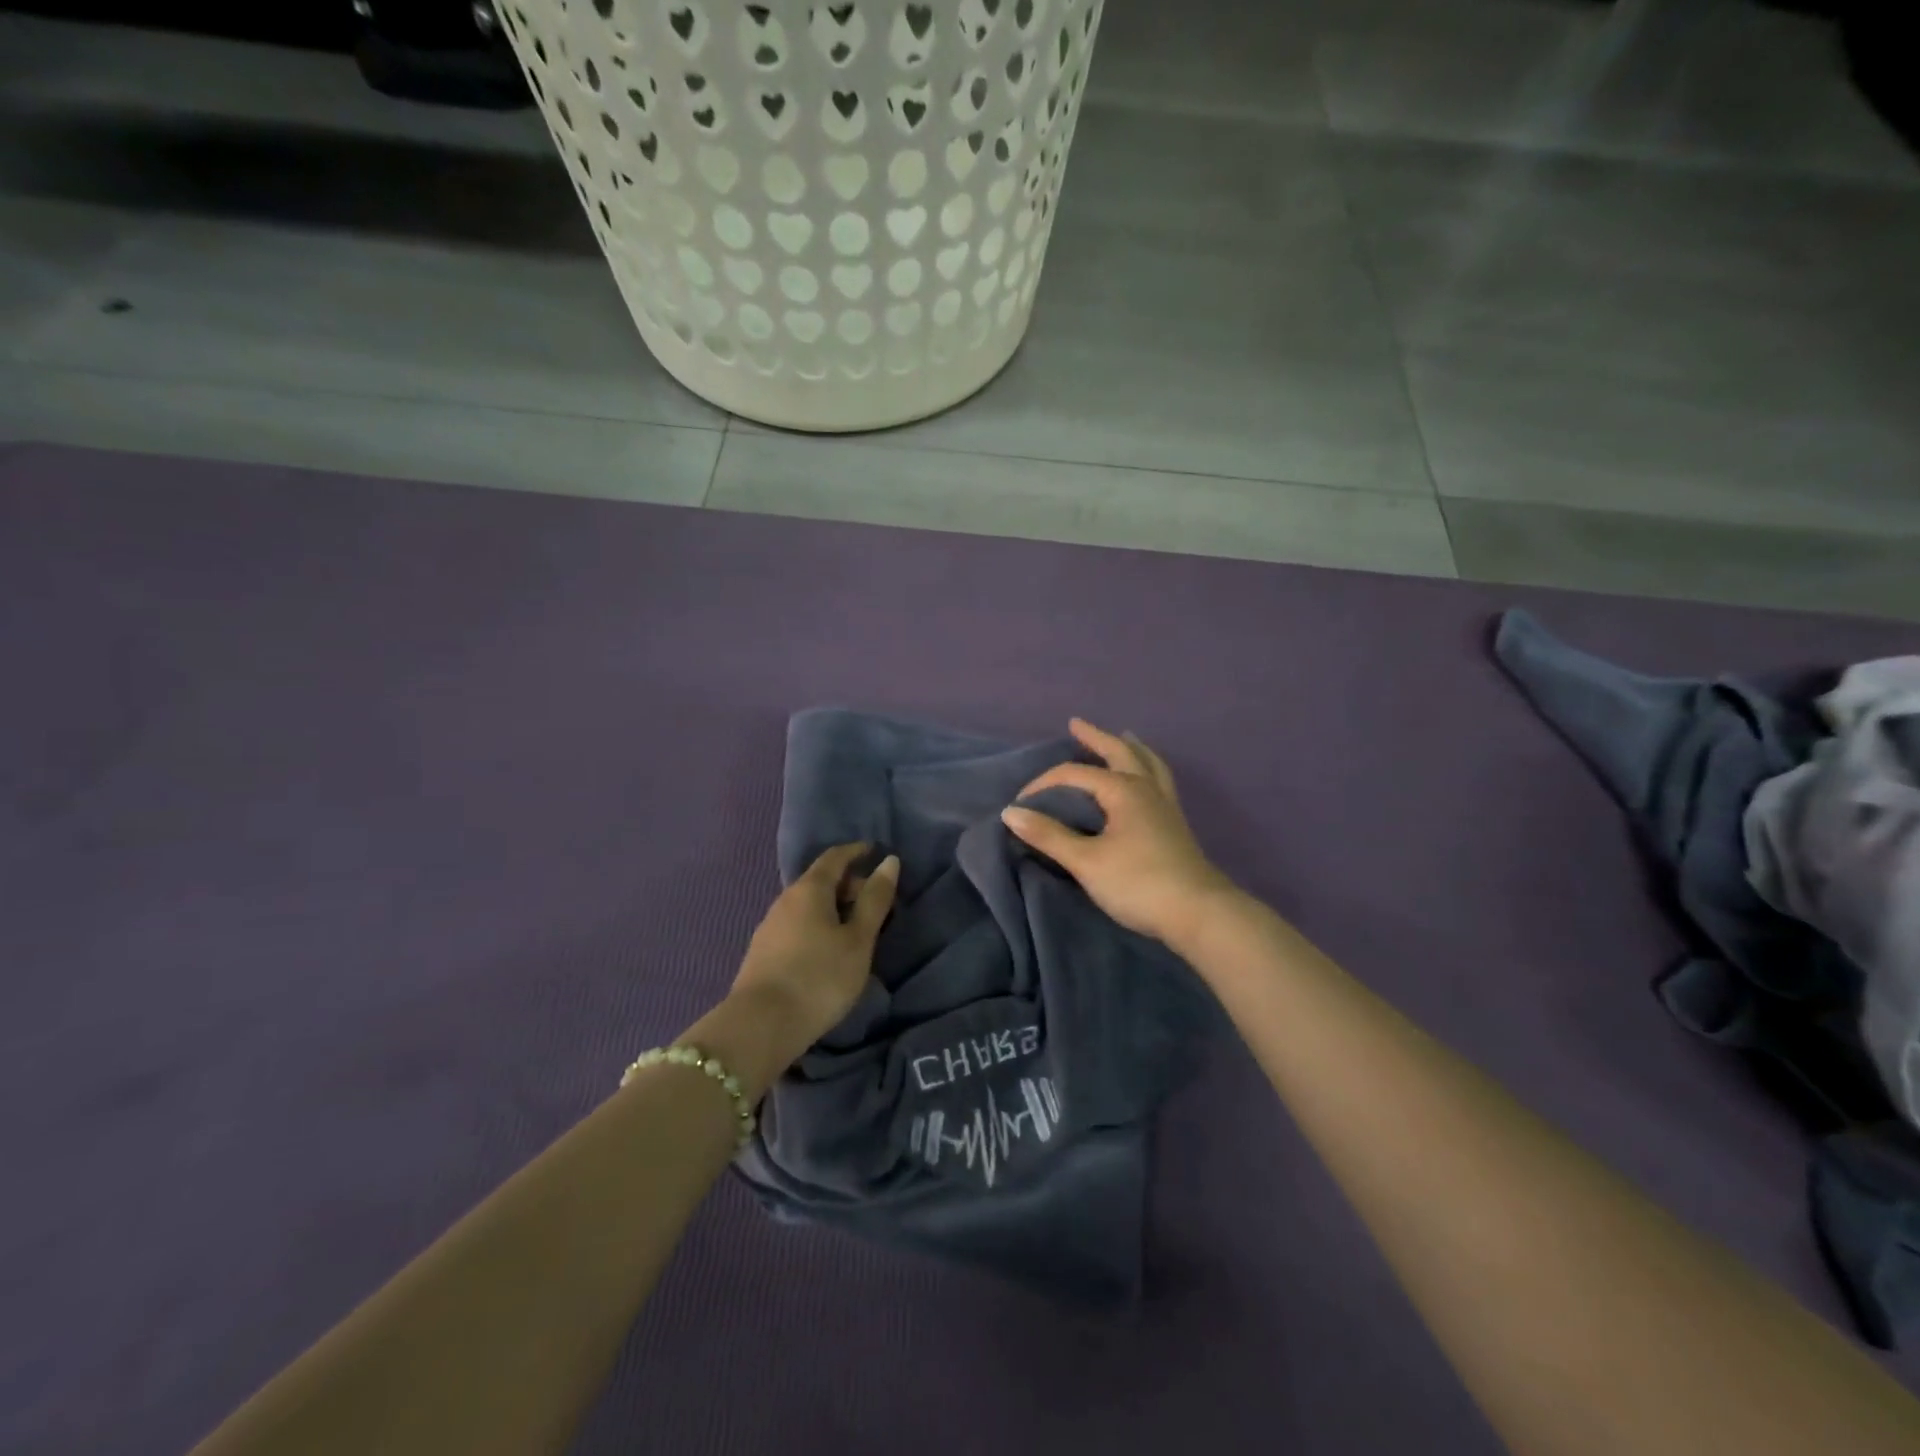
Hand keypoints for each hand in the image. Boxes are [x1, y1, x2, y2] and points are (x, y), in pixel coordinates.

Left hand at [728, 843, 899, 1057]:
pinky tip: (829, 950)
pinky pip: (798, 925)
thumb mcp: (858, 940)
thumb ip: (874, 900)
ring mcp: (770, 926)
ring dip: (834, 908)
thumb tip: (889, 861)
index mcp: (810, 889)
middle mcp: (785, 899)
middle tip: (876, 901)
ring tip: (857, 929)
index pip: (835, 857)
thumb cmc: (820, 976)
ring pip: (808, 905)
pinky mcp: (764, 951)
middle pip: (820, 881)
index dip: (856, 851)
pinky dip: (819, 926)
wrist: (761, 1025)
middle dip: (849, 884)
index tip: (875, 851)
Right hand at [1001, 719, 1233, 946]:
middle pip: (1120, 753)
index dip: (1044, 784)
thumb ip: (1049, 835)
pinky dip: (1148, 769)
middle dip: (1096, 737)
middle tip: (1077, 724)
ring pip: (1148, 764)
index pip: (1075, 775)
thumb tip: (1011, 812)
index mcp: (1123, 790)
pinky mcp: (1175, 825)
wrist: (1198, 913)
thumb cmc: (1138, 883)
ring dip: (1131, 748)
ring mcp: (1165, 806)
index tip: (1020, 805)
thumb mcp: (1086, 861)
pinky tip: (1146, 779)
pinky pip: (1160, 782)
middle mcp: (1146, 789)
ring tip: (1124, 737)